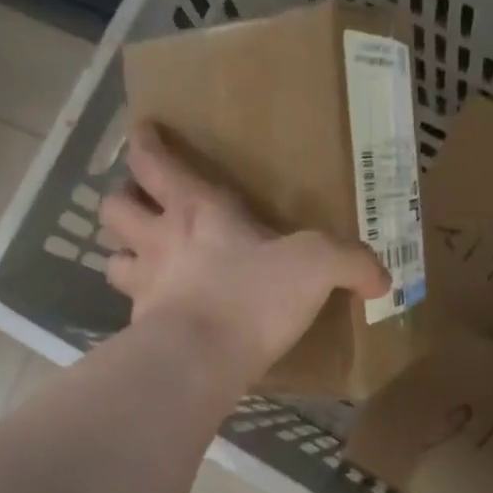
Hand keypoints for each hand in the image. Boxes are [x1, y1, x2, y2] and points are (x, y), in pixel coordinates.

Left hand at [99, 123, 389, 378]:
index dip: (145, 143)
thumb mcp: (316, 267)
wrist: (201, 360)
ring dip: (122, 254)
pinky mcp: (140, 328)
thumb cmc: (252, 296)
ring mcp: (144, 286)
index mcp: (197, 210)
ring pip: (110, 258)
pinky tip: (157, 314)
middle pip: (115, 206)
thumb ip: (351, 263)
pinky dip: (138, 307)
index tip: (142, 132)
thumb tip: (382, 279)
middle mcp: (160, 241)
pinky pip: (129, 310)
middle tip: (141, 205)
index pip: (153, 162)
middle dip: (122, 199)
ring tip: (142, 259)